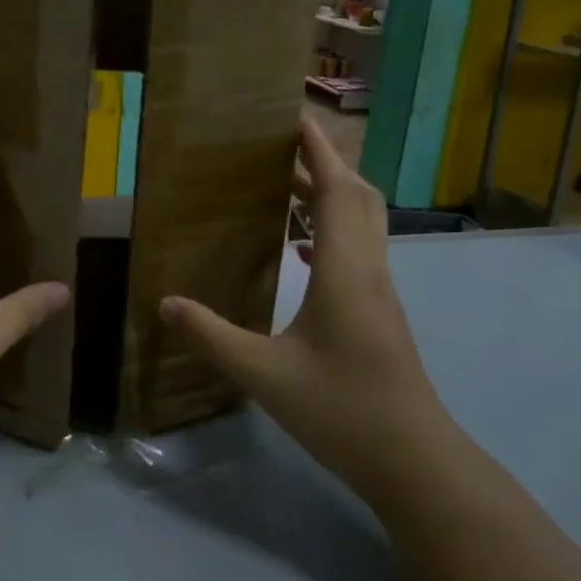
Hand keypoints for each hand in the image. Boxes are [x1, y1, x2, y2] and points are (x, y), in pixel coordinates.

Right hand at [159, 119, 451, 496]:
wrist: (414, 462)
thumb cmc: (342, 411)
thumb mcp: (263, 375)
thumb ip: (212, 337)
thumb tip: (166, 303)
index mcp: (345, 272)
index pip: (337, 192)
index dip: (318, 150)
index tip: (294, 117)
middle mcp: (369, 271)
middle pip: (358, 198)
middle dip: (323, 164)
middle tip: (280, 148)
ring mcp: (380, 293)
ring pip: (362, 224)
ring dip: (329, 196)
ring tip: (285, 187)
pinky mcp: (379, 313)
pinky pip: (358, 251)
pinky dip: (332, 231)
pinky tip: (301, 249)